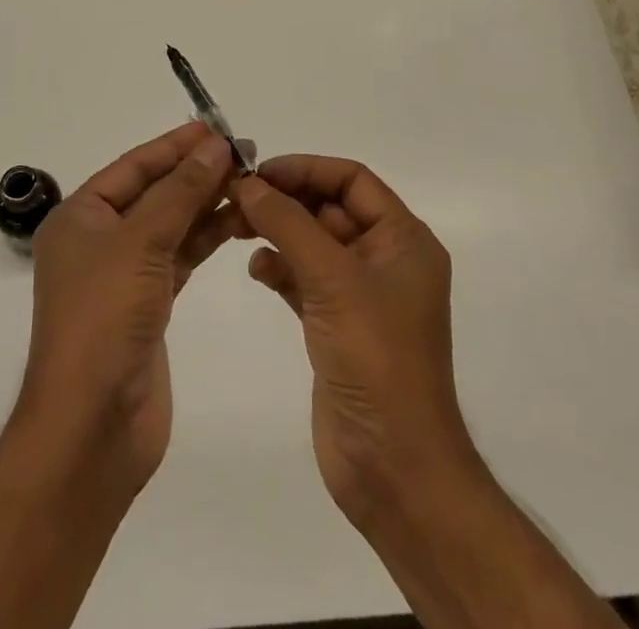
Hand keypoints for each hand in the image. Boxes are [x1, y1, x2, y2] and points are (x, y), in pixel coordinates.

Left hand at [17, 122, 239, 494]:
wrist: (92, 426)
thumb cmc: (104, 318)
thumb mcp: (141, 242)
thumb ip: (180, 191)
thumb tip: (213, 145)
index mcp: (81, 217)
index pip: (133, 167)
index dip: (173, 145)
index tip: (214, 128)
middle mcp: (99, 240)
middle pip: (153, 194)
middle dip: (195, 173)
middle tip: (243, 154)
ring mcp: (123, 275)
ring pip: (170, 225)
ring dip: (205, 204)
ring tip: (249, 183)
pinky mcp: (147, 306)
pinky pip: (179, 258)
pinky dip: (204, 239)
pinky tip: (234, 222)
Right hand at [231, 156, 473, 527]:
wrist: (394, 469)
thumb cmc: (376, 359)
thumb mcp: (333, 279)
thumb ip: (288, 224)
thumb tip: (248, 182)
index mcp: (403, 240)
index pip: (352, 180)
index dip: (306, 169)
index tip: (258, 172)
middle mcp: (384, 260)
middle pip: (329, 208)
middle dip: (285, 200)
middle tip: (235, 198)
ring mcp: (361, 295)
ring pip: (312, 243)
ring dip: (277, 231)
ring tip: (235, 228)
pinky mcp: (337, 325)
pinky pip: (304, 279)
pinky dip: (280, 268)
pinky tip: (257, 269)